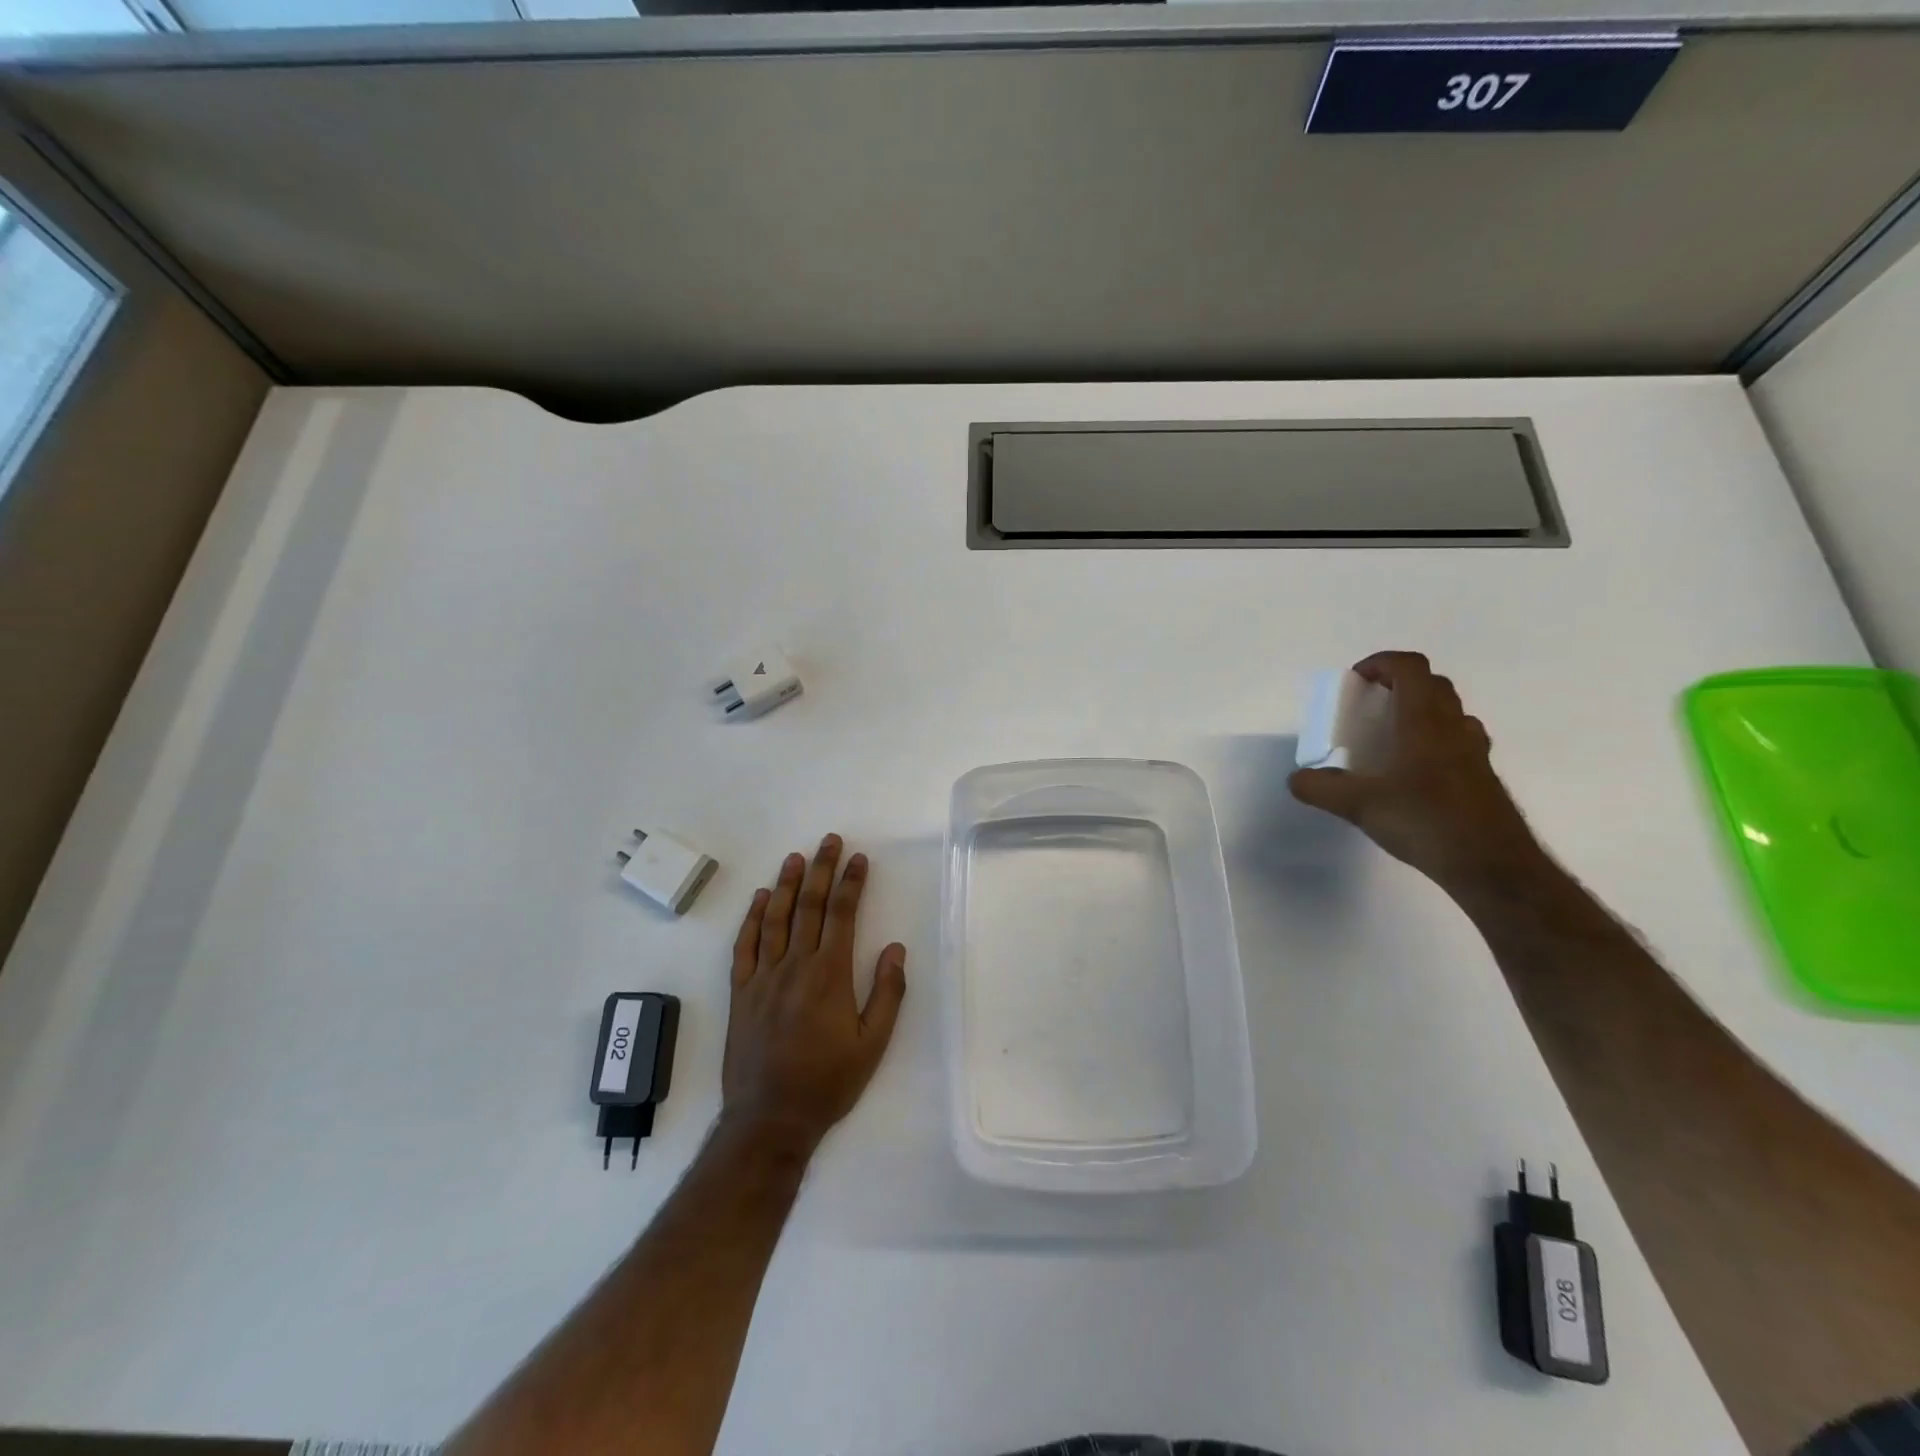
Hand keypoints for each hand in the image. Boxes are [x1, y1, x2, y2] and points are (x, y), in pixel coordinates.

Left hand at [721, 834, 906, 1152]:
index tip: (858, 858)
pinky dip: (752, 919)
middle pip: (808, 906)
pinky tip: (760, 899)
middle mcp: (794, 966)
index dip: (851, 883)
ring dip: (786, 884)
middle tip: (828, 840)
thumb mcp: (873, 1044)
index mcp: (829, 975)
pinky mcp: (741, 992)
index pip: (841, 915)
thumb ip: (887, 993)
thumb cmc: (828, 1082)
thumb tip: (894, 948)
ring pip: (775, 918)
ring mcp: (763, 977)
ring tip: (795, 857)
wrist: (770, 1118)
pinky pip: (745, 946)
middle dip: (821, 870)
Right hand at [1288, 651, 1544, 893]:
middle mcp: (1453, 728)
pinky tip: (1414, 771)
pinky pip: (1458, 740)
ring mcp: (1474, 752)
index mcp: (1424, 723)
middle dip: (1398, 684)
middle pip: (1432, 684)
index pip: (1410, 668)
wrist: (1492, 866)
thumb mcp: (1360, 806)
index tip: (1356, 681)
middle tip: (1369, 707)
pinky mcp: (1482, 777)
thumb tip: (1297, 779)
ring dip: (1420, 710)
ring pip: (1450, 711)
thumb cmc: (1427, 822)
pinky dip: (1435, 739)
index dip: (1381, 663)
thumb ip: (1322, 788)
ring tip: (1390, 737)